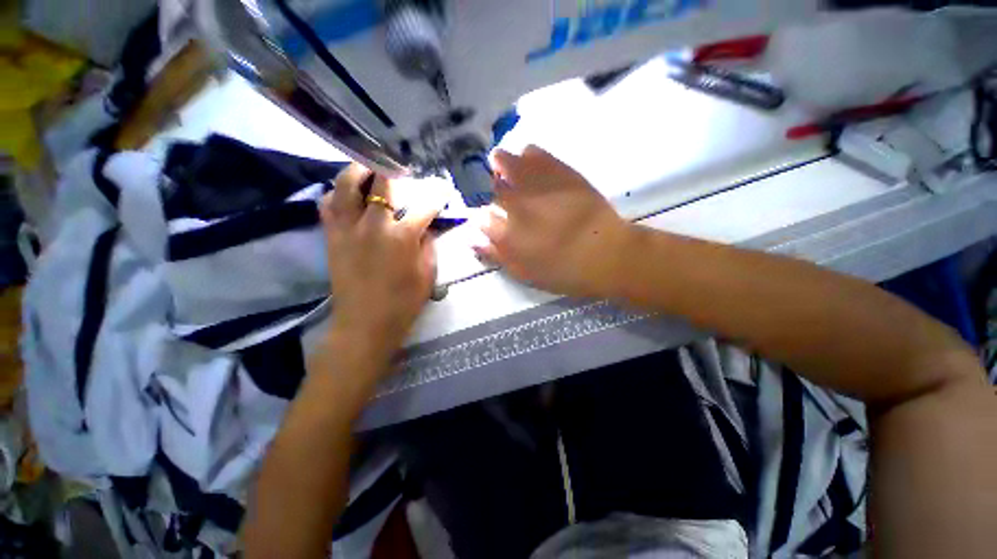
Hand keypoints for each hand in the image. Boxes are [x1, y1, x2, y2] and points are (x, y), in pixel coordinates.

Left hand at [320, 164, 440, 360]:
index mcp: (402, 237)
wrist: (365, 323)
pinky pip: (329, 204)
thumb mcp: (427, 274)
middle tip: (402, 171)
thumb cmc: (403, 302)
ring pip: (346, 184)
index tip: (443, 189)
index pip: (423, 206)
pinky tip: (348, 196)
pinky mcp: (332, 236)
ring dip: (360, 172)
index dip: (436, 195)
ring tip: (370, 171)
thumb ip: (428, 245)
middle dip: (394, 170)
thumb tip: (426, 228)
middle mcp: (372, 224)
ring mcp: (348, 228)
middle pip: (380, 182)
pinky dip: (338, 193)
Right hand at [475, 145, 632, 297]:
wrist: (607, 254)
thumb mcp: (525, 273)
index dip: (483, 217)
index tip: (491, 221)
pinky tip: (528, 161)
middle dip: (489, 189)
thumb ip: (496, 254)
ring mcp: (537, 183)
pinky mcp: (559, 171)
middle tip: (499, 194)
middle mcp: (515, 203)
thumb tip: (471, 238)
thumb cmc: (564, 272)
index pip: (480, 216)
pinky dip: (526, 155)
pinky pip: (534, 153)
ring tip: (505, 169)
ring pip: (505, 161)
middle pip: (489, 186)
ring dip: (501, 164)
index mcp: (506, 232)